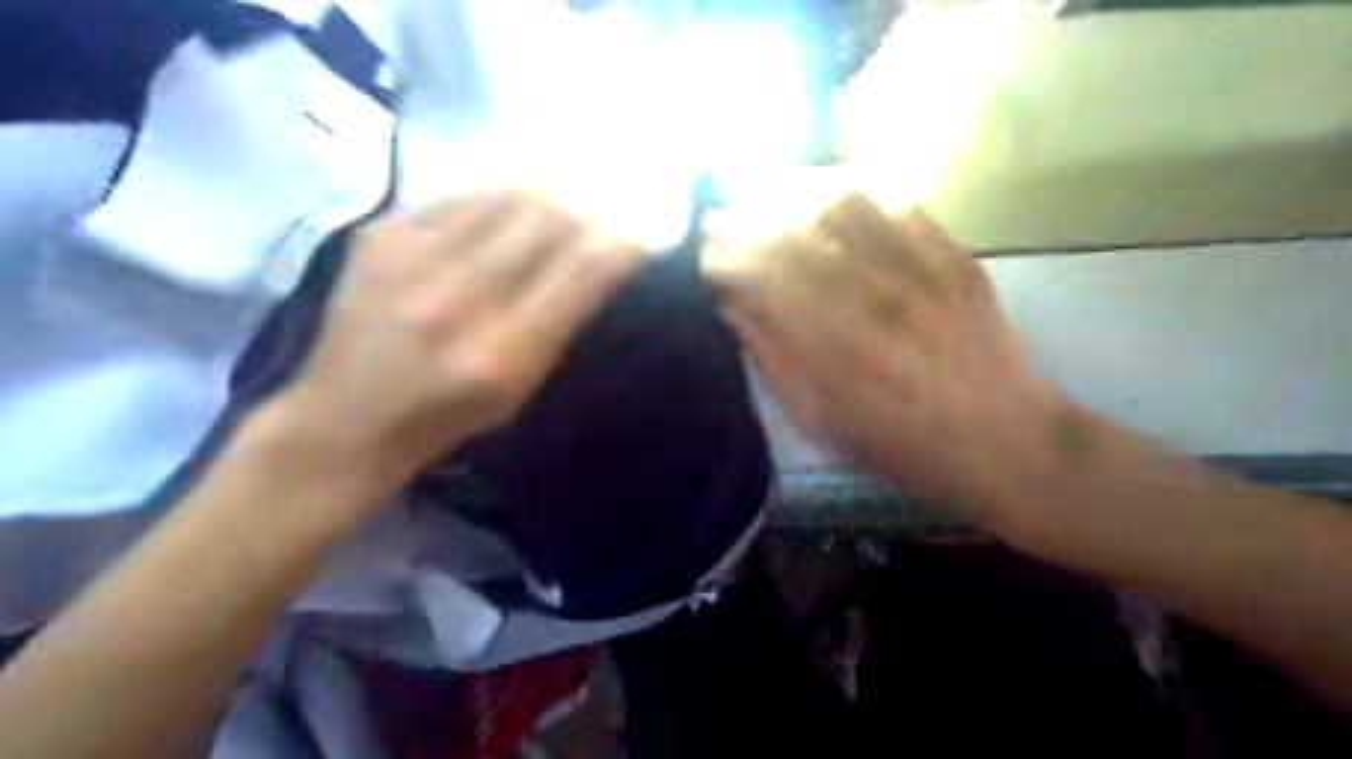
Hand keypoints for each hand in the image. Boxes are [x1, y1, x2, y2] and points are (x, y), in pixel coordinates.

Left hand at [269, 189, 646, 496]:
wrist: (344, 419)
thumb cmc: (447, 417)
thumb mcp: (519, 389)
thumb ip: (559, 324)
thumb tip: (596, 259)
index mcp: (503, 353)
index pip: (583, 272)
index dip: (620, 245)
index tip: (635, 239)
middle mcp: (460, 299)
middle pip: (548, 219)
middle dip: (586, 213)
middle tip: (596, 220)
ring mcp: (412, 260)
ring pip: (505, 196)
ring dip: (544, 200)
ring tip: (554, 211)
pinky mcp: (380, 236)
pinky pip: (459, 197)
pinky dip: (493, 201)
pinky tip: (498, 219)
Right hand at [717, 196, 1079, 525]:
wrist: (1010, 445)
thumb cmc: (906, 448)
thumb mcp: (825, 422)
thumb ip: (775, 360)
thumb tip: (733, 307)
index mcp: (838, 350)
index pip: (765, 278)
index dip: (726, 256)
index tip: (702, 251)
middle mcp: (876, 300)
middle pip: (796, 234)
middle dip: (747, 219)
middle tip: (720, 217)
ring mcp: (922, 272)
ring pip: (845, 206)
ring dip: (795, 193)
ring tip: (767, 195)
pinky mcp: (956, 259)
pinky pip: (900, 205)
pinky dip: (857, 192)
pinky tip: (831, 195)